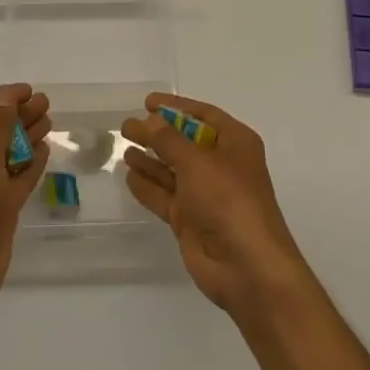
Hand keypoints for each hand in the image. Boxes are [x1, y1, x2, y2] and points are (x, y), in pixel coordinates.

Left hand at [0, 84, 50, 332]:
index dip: (1, 97)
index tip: (29, 91)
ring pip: (6, 153)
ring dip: (26, 136)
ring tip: (50, 121)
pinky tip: (45, 151)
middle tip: (46, 104)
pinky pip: (15, 179)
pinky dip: (30, 164)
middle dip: (18, 115)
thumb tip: (5, 94)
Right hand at [121, 93, 310, 320]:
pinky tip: (129, 176)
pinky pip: (165, 196)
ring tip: (123, 147)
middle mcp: (221, 165)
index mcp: (235, 143)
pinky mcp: (191, 220)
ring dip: (150, 159)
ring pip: (172, 170)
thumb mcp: (197, 161)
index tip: (148, 102)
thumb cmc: (228, 199)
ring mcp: (206, 195)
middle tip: (127, 127)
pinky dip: (148, 186)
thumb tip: (150, 121)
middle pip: (184, 142)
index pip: (203, 115)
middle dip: (157, 134)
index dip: (176, 107)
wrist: (246, 266)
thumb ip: (168, 139)